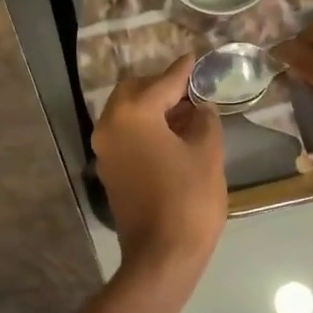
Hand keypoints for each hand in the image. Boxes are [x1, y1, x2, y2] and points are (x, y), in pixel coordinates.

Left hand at [93, 56, 225, 274]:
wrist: (161, 255)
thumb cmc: (190, 200)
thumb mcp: (207, 153)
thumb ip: (204, 120)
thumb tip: (199, 108)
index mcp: (133, 114)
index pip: (162, 82)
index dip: (183, 70)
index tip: (195, 57)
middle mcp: (110, 125)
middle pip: (134, 91)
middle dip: (160, 87)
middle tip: (190, 90)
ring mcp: (105, 150)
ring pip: (126, 113)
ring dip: (151, 108)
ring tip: (185, 114)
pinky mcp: (109, 170)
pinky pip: (124, 135)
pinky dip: (144, 128)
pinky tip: (170, 136)